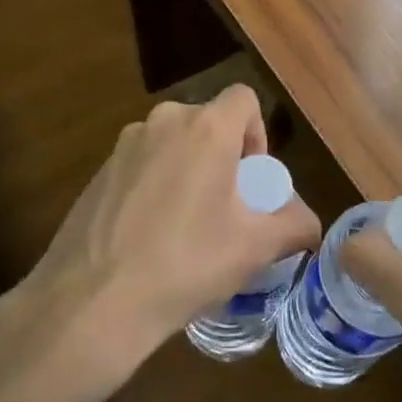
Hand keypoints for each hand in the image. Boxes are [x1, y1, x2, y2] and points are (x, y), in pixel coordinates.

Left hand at [8, 85, 320, 401]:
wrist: (92, 302)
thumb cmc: (186, 264)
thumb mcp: (254, 248)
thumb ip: (295, 225)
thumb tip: (310, 224)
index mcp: (206, 128)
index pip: (244, 98)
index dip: (257, 133)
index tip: (252, 179)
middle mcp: (163, 121)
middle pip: (208, 122)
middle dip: (223, 156)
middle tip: (226, 207)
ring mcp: (124, 145)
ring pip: (172, 143)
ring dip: (188, 170)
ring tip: (187, 226)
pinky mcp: (98, 171)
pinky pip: (142, 165)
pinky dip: (154, 186)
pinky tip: (149, 237)